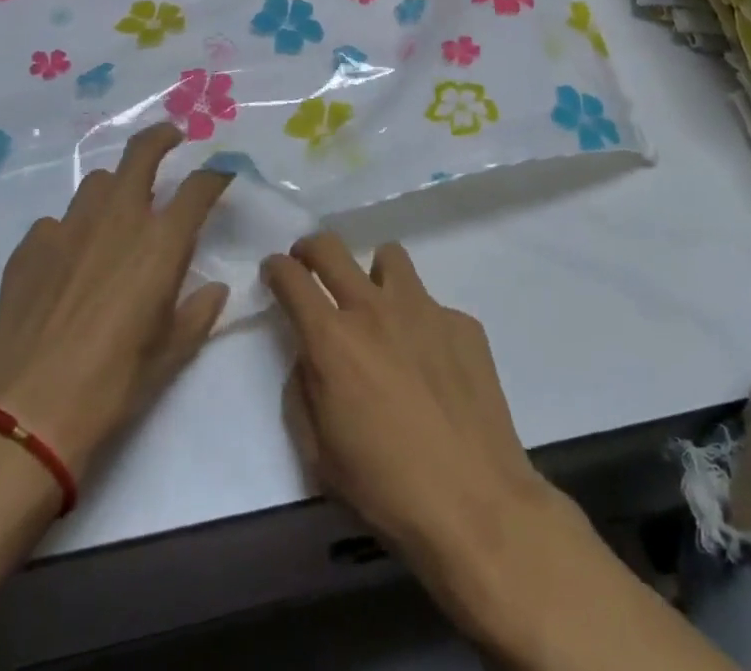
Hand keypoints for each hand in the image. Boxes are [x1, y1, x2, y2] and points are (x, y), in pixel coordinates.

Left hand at [0, 123, 229, 481]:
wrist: (25, 411)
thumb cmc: (112, 383)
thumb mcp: (171, 354)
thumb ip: (198, 313)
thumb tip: (214, 290)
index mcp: (161, 242)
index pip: (199, 187)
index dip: (215, 176)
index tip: (222, 176)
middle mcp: (118, 219)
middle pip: (141, 153)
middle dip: (161, 137)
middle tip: (171, 138)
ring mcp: (69, 227)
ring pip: (96, 183)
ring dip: (114, 187)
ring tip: (117, 210)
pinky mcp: (31, 246)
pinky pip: (57, 222)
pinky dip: (71, 230)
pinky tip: (67, 260)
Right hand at [261, 235, 553, 573]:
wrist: (475, 503)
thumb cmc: (385, 489)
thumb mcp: (319, 454)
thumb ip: (304, 391)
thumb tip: (309, 357)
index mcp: (332, 340)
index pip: (291, 278)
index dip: (276, 268)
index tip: (275, 272)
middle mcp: (374, 309)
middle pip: (331, 248)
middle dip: (311, 249)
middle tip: (311, 265)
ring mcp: (423, 309)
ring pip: (389, 258)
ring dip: (374, 275)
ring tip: (380, 309)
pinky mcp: (462, 322)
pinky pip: (432, 306)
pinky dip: (422, 324)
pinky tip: (433, 366)